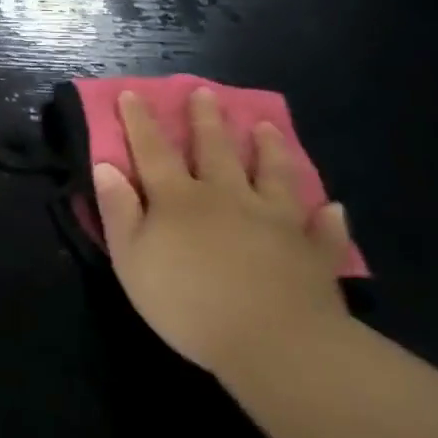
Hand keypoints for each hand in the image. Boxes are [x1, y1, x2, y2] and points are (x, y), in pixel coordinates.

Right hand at [93, 87, 350, 376]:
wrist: (276, 344)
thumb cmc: (189, 302)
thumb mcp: (132, 258)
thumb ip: (118, 210)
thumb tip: (106, 166)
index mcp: (179, 199)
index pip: (153, 150)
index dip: (140, 121)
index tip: (133, 93)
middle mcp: (227, 197)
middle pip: (215, 150)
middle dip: (207, 120)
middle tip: (206, 93)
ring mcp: (276, 221)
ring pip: (272, 175)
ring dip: (268, 149)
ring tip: (266, 127)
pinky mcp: (313, 253)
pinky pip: (322, 230)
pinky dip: (326, 218)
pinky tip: (332, 207)